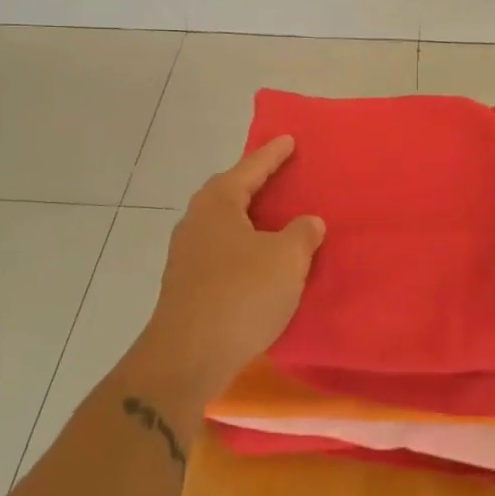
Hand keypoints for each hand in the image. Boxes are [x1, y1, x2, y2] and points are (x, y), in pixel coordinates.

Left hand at [133, 136, 325, 405]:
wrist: (188, 356)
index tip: (289, 139)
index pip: (250, 168)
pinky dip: (242, 247)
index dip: (272, 154)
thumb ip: (302, 234)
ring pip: (223, 224)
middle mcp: (196, 221)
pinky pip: (221, 250)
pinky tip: (259, 261)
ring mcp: (186, 254)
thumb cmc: (241, 294)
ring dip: (248, 219)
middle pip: (229, 192)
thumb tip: (308, 222)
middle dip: (254, 183)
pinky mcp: (186, 284)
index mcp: (218, 203)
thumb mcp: (286, 259)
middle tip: (281, 175)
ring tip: (274, 219)